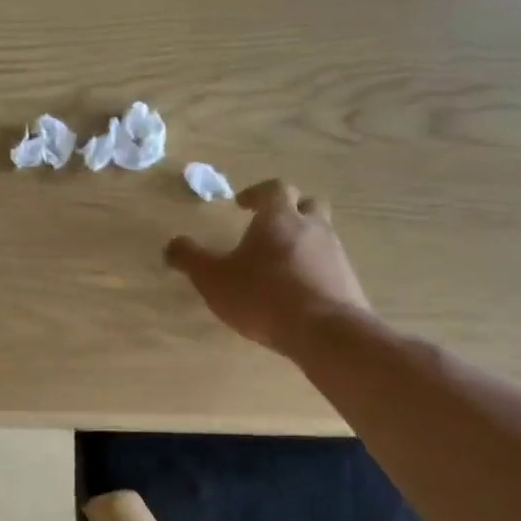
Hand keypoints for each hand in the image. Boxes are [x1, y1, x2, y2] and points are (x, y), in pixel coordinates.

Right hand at [165, 179, 370, 360]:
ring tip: (279, 264)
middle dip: (289, 210)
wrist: (324, 331)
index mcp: (279, 218)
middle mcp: (313, 227)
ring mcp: (336, 254)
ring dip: (302, 241)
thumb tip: (172, 244)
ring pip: (321, 235)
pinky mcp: (348, 281)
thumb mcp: (213, 278)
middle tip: (269, 226)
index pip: (274, 189)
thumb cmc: (262, 295)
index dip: (257, 193)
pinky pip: (329, 265)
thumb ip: (190, 258)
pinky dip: (313, 269)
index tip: (242, 204)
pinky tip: (297, 291)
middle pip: (307, 205)